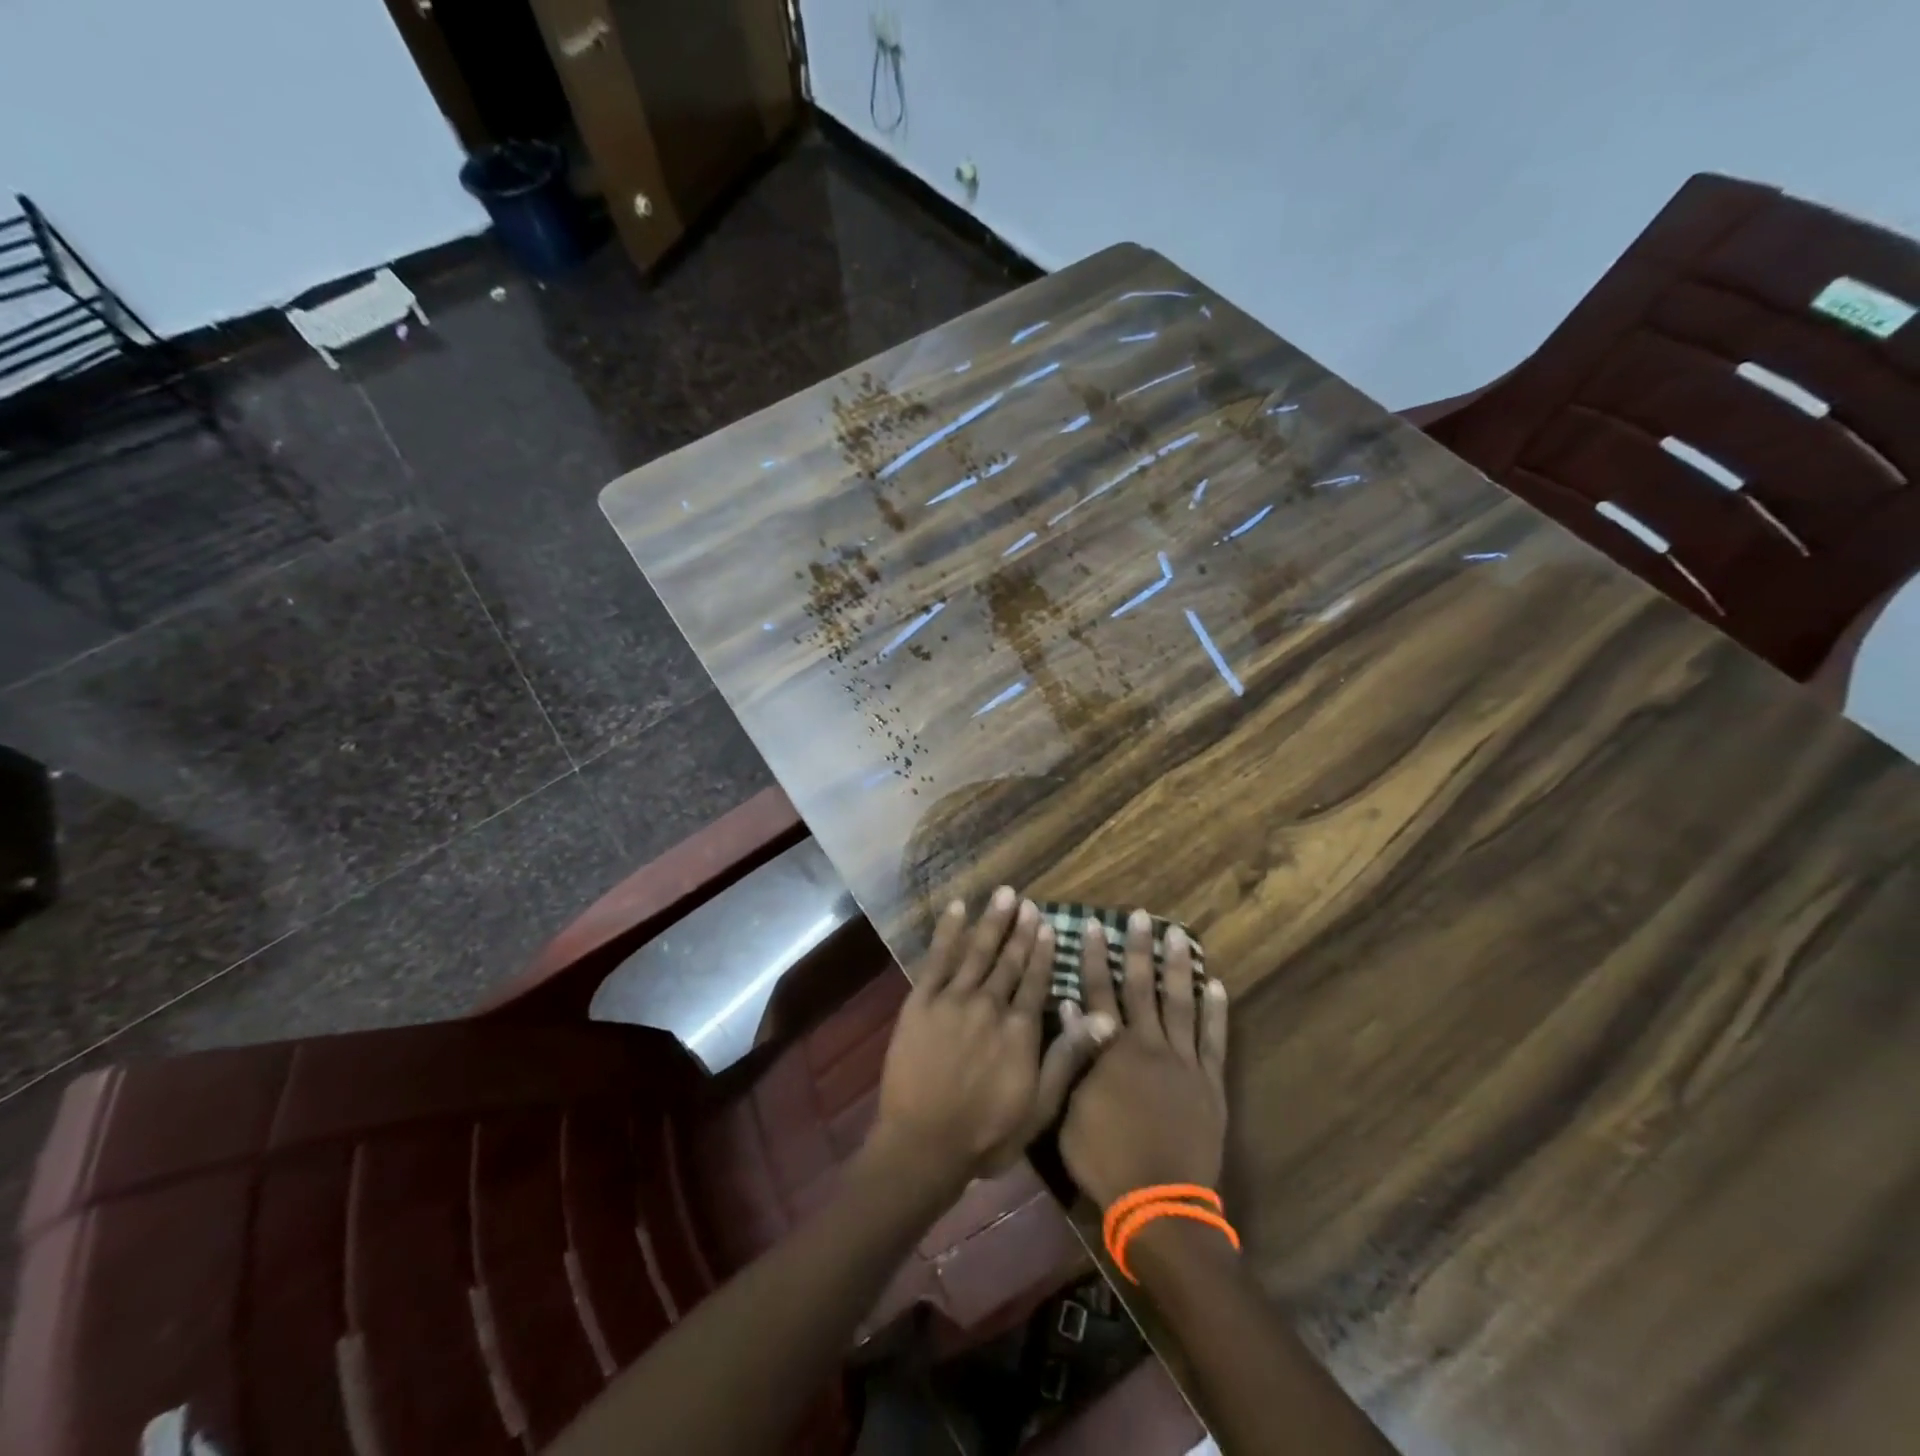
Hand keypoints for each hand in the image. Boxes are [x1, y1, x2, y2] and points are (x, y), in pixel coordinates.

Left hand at [870, 888, 1116, 1189]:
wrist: (922, 1144)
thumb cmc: (986, 1134)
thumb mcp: (1039, 1107)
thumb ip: (1069, 1058)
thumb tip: (1104, 1019)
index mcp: (1020, 1028)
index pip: (1036, 980)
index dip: (1043, 951)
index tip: (1048, 924)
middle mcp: (990, 1004)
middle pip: (1009, 960)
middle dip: (1019, 929)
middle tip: (1026, 900)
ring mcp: (953, 999)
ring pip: (977, 951)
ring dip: (991, 921)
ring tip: (1003, 894)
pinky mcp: (921, 1001)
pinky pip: (937, 958)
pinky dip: (948, 931)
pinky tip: (957, 909)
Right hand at [1059, 909, 1229, 1208]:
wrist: (1159, 1203)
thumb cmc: (1105, 1158)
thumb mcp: (1070, 1109)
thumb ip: (1073, 1056)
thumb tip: (1070, 1007)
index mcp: (1112, 1050)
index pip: (1099, 992)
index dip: (1094, 957)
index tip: (1094, 925)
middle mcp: (1149, 1045)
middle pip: (1142, 988)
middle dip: (1138, 949)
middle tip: (1141, 916)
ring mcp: (1184, 1063)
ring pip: (1181, 1003)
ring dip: (1178, 967)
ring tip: (1179, 935)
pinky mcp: (1210, 1083)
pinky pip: (1214, 1040)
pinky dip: (1216, 1011)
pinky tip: (1217, 985)